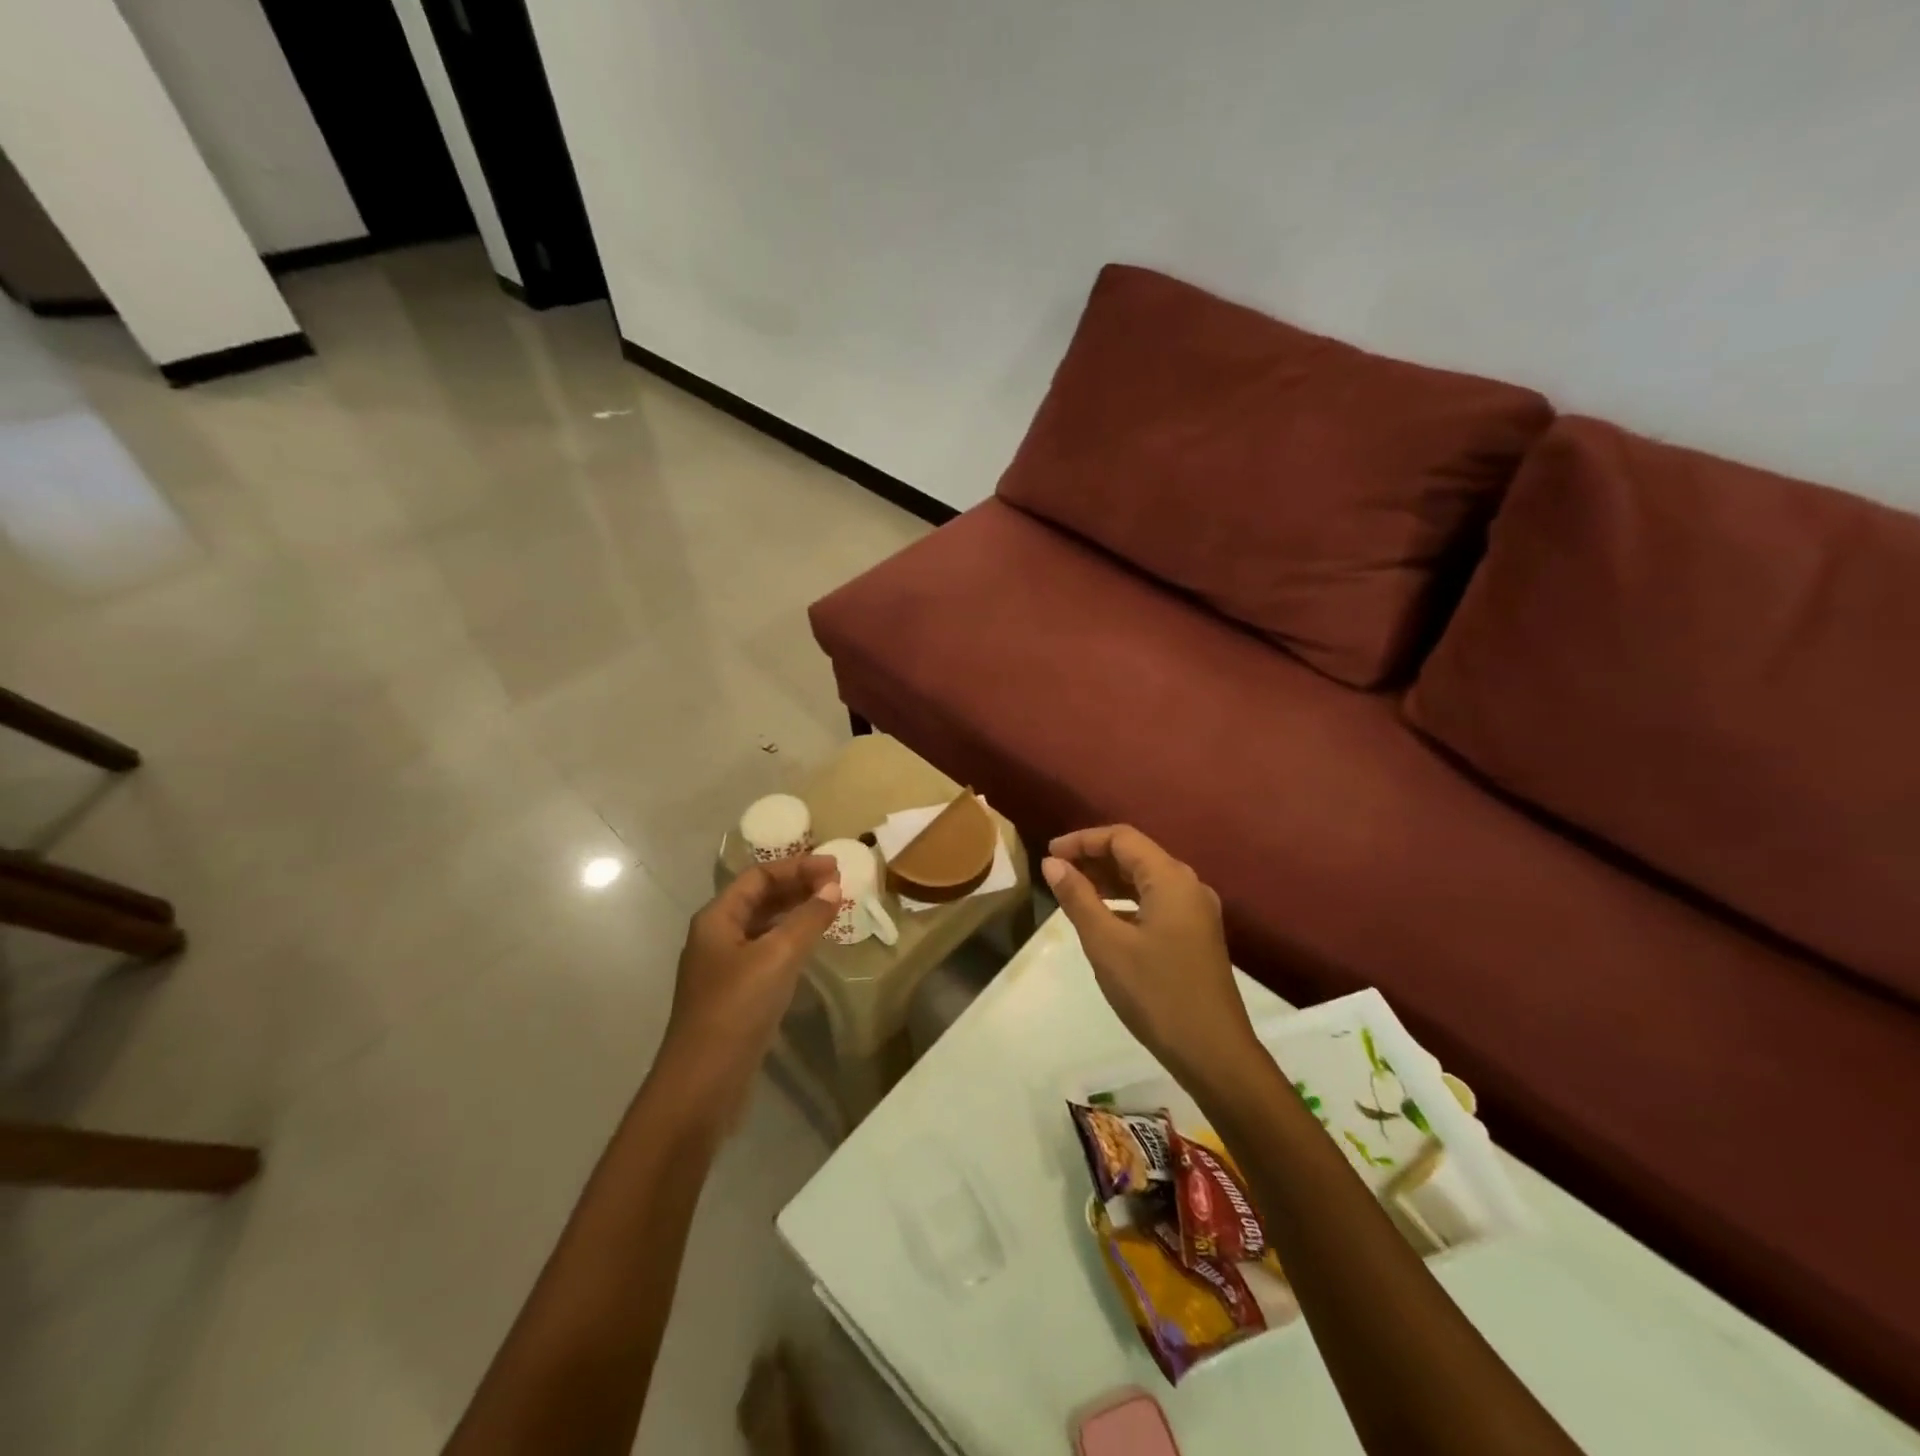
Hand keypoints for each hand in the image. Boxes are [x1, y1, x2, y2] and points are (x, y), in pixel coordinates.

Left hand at [661, 855, 839, 1094]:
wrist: (702, 1083)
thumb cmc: (737, 1009)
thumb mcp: (777, 957)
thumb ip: (807, 919)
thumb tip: (833, 887)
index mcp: (717, 918)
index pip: (759, 876)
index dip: (798, 867)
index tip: (835, 868)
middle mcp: (716, 936)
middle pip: (760, 898)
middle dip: (798, 886)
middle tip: (838, 884)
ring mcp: (724, 967)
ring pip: (764, 925)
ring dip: (796, 913)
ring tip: (831, 909)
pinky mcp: (735, 994)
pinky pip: (766, 952)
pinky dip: (790, 941)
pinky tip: (811, 948)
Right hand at [1042, 826, 1256, 1083]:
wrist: (1213, 1052)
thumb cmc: (1156, 993)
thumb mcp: (1106, 943)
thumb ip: (1078, 898)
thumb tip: (1052, 863)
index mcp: (1171, 879)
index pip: (1122, 838)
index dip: (1082, 840)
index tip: (1049, 855)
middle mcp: (1188, 886)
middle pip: (1136, 854)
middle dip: (1094, 858)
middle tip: (1056, 872)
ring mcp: (1196, 912)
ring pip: (1146, 879)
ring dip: (1109, 880)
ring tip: (1072, 892)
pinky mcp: (1195, 935)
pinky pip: (1155, 902)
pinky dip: (1126, 902)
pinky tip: (1103, 919)